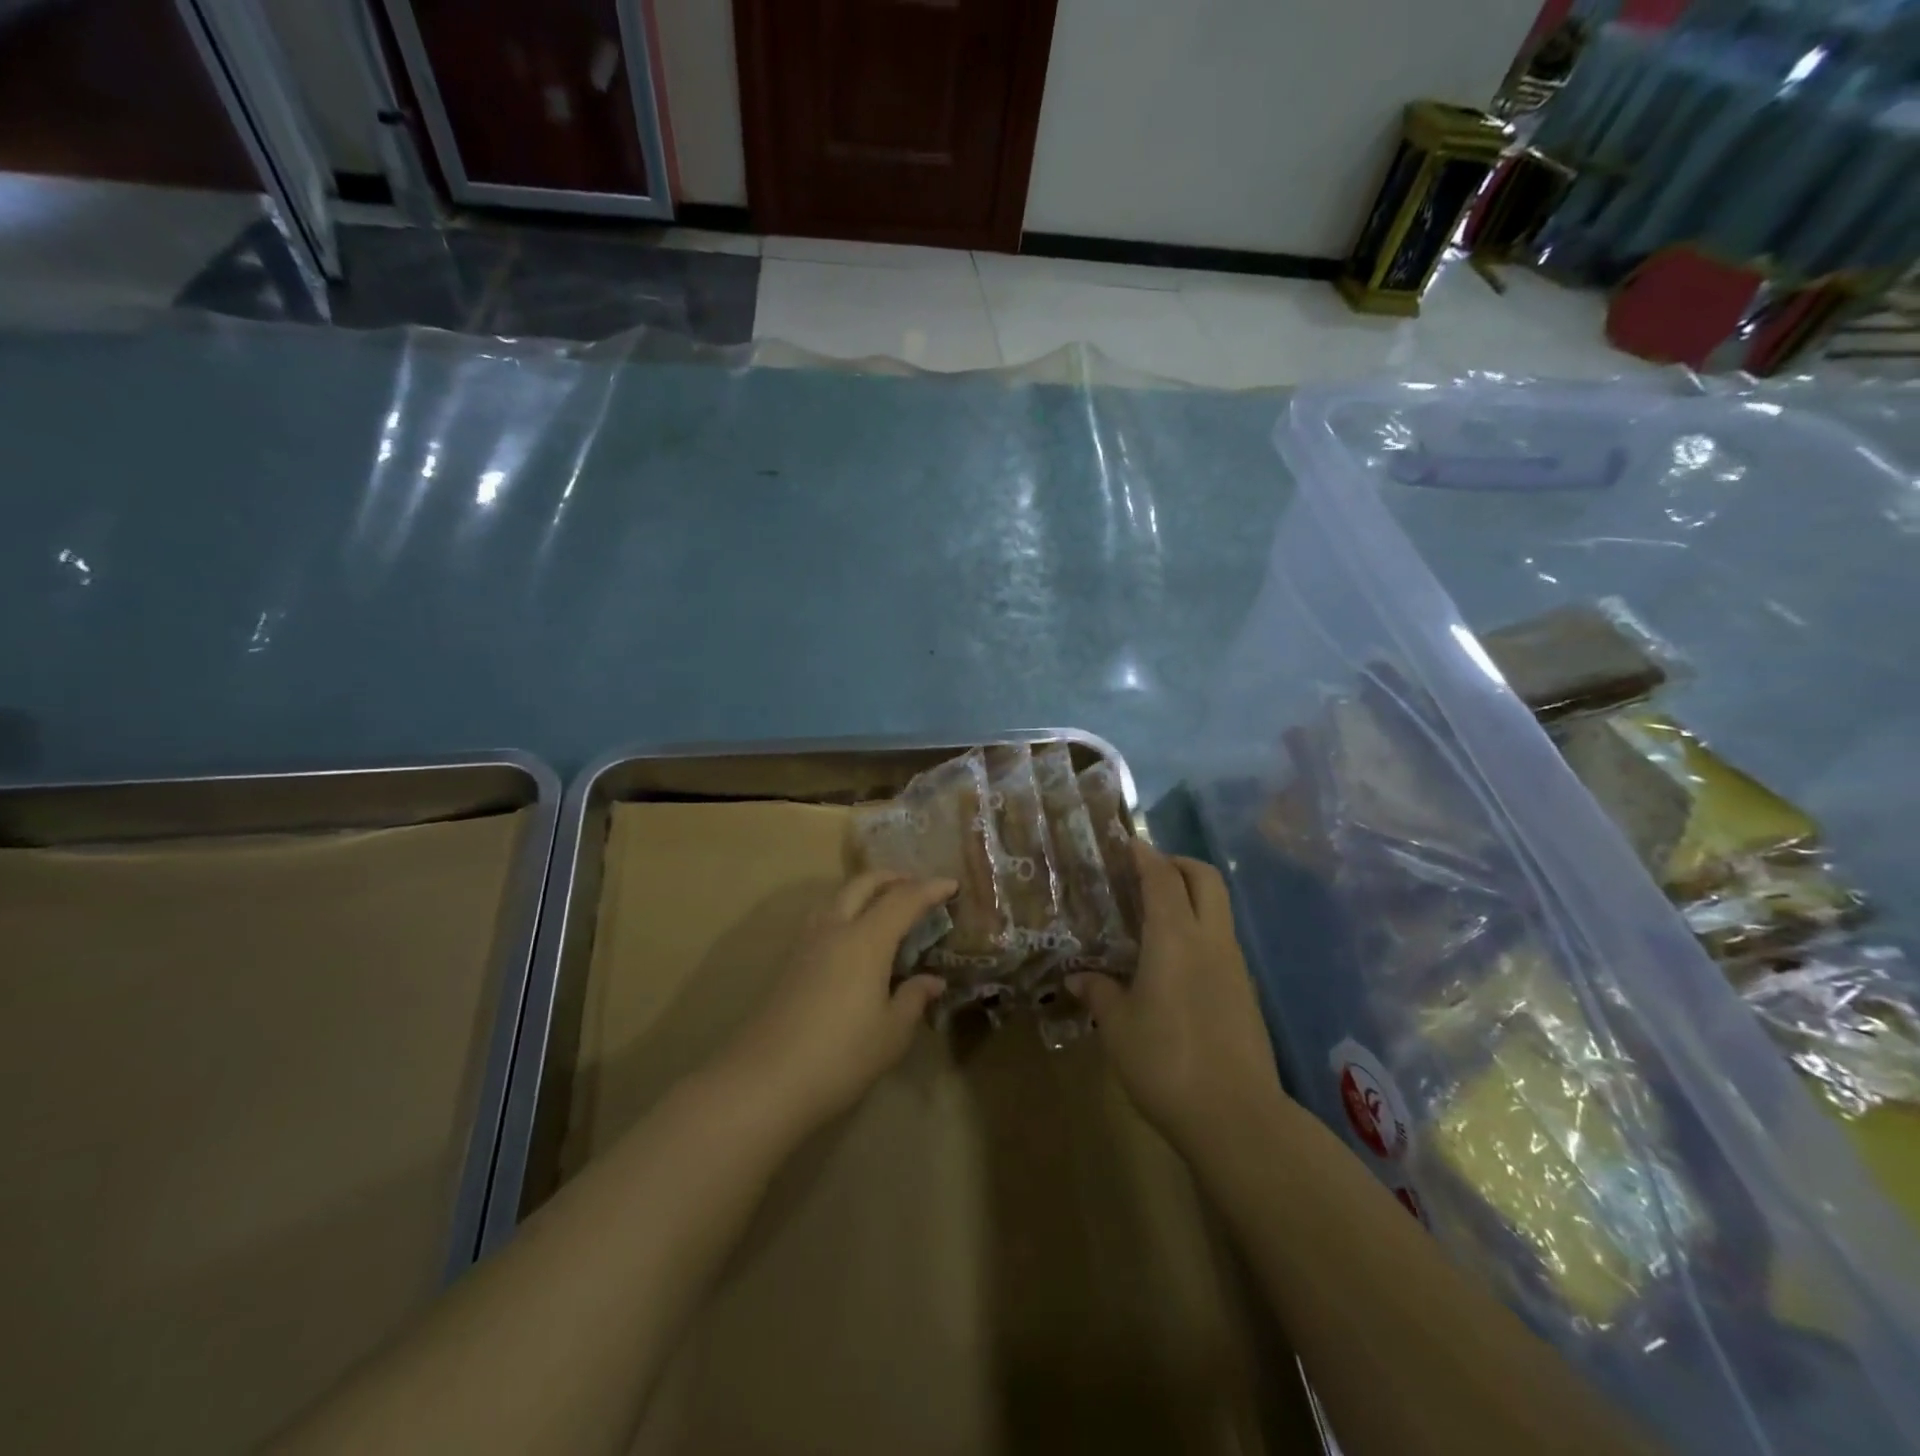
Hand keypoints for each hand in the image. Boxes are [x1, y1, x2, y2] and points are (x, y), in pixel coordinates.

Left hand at [722, 871, 953, 1130]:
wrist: (765, 1080)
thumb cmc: (840, 1056)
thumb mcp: (891, 1033)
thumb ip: (914, 999)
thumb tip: (932, 981)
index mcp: (866, 940)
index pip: (903, 900)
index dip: (929, 889)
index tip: (951, 885)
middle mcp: (834, 929)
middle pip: (863, 884)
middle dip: (892, 878)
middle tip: (916, 886)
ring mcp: (806, 943)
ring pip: (837, 897)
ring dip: (864, 891)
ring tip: (883, 907)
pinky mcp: (788, 962)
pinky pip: (822, 918)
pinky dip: (845, 911)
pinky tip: (852, 939)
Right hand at [1068, 841, 1284, 1154]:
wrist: (1236, 1116)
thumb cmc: (1165, 1061)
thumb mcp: (1118, 1027)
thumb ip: (1099, 992)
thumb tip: (1077, 976)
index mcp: (1175, 937)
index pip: (1162, 877)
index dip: (1144, 855)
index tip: (1126, 843)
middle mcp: (1211, 940)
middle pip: (1206, 878)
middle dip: (1178, 864)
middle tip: (1146, 873)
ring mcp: (1234, 965)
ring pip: (1219, 909)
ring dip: (1191, 897)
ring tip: (1154, 916)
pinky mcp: (1245, 992)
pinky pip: (1221, 941)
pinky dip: (1199, 931)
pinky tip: (1174, 961)